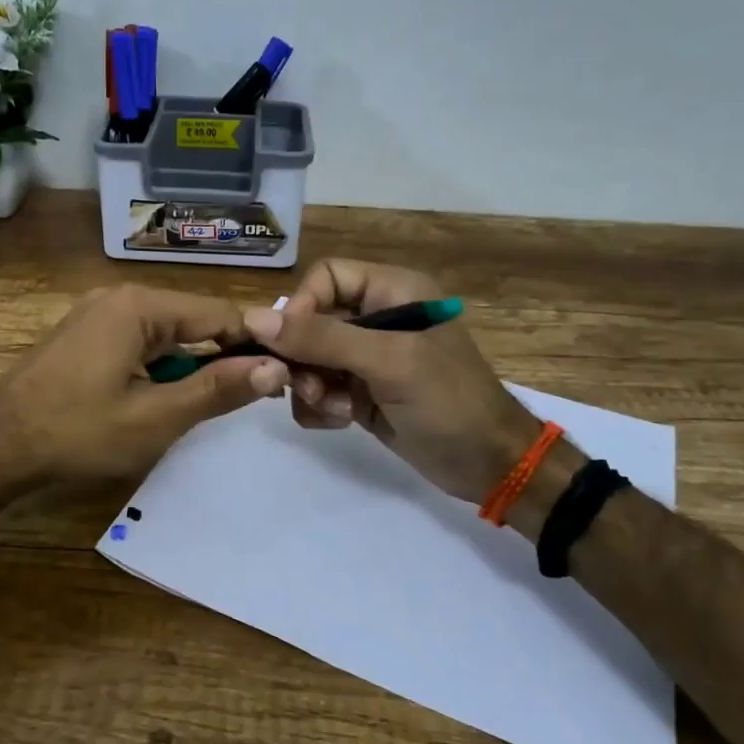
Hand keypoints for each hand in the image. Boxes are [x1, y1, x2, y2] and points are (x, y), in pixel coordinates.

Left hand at [0, 284, 288, 486]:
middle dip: (219, 358)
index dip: (254, 344)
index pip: (220, 313)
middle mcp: (119, 297)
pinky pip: (138, 343)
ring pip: (166, 335)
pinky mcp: (83, 335)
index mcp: (140, 305)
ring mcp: (96, 314)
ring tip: (196, 407)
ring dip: (187, 368)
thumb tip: (275, 368)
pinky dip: (157, 368)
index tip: (280, 376)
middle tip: (241, 401)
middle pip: (192, 321)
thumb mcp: (156, 417)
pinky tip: (155, 401)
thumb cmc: (78, 432)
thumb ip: (217, 390)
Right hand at [244, 258, 540, 503]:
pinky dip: (320, 407)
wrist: (490, 466)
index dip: (300, 307)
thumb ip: (322, 338)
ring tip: (336, 410)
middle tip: (308, 388)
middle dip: (303, 358)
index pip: (324, 277)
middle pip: (309, 321)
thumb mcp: (389, 362)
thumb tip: (253, 318)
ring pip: (307, 359)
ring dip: (310, 387)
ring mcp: (366, 358)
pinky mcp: (360, 392)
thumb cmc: (449, 402)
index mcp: (392, 290)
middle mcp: (376, 317)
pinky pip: (317, 390)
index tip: (289, 347)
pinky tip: (343, 422)